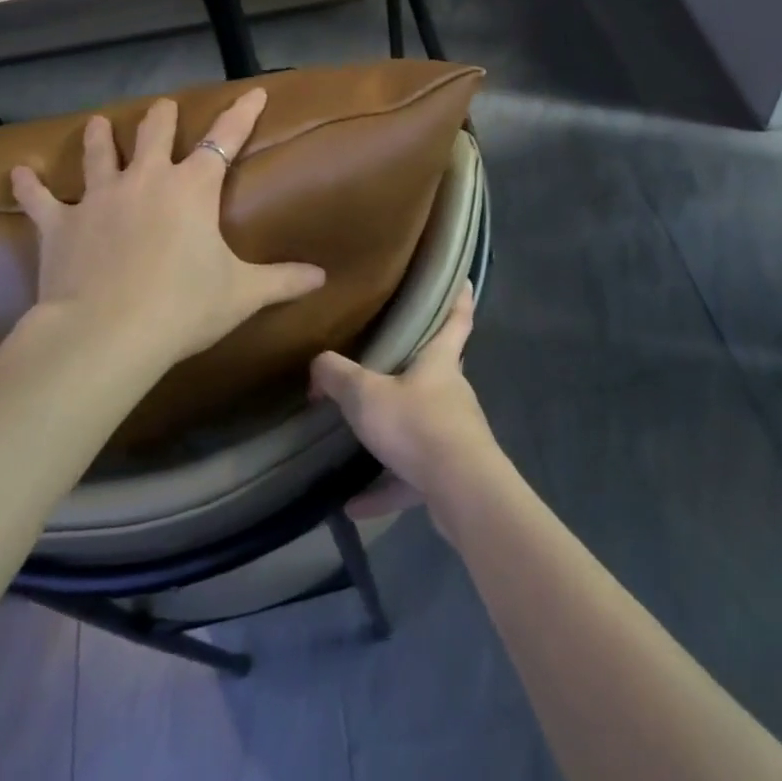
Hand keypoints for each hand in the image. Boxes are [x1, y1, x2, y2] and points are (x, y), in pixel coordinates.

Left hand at [9, 88, 326, 367]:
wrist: (107, 332)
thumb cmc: (183, 307)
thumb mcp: (241, 294)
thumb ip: (283, 280)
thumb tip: (322, 277)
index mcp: (192, 189)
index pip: (225, 139)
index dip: (241, 114)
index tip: (253, 92)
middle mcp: (146, 179)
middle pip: (155, 133)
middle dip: (162, 117)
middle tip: (163, 106)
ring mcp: (99, 197)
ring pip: (99, 153)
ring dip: (101, 136)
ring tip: (100, 123)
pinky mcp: (59, 223)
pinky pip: (39, 199)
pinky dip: (28, 186)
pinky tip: (17, 173)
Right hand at [310, 282, 499, 519]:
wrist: (462, 492)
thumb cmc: (417, 425)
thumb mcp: (366, 395)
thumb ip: (337, 375)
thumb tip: (317, 363)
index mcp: (439, 361)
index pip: (457, 317)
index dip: (459, 296)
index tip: (464, 278)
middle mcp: (451, 392)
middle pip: (438, 369)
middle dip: (417, 364)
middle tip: (388, 357)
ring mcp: (453, 434)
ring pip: (422, 424)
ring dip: (393, 433)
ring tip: (357, 439)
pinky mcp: (449, 474)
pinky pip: (411, 475)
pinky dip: (385, 486)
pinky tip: (353, 502)